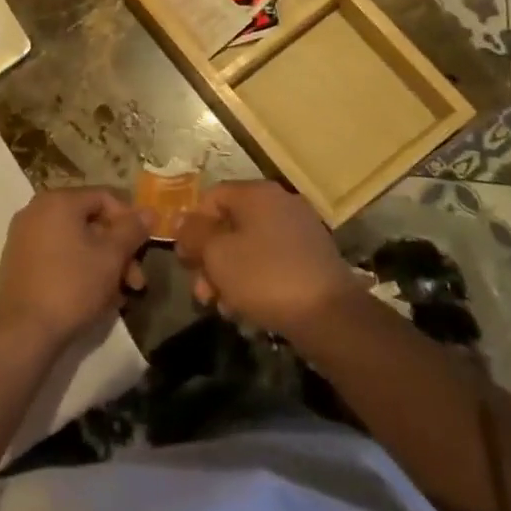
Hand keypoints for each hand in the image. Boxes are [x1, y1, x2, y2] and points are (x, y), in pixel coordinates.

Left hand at [0, 187, 149, 349]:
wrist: (22, 331)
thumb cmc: (72, 285)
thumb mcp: (111, 256)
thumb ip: (132, 230)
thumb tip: (149, 211)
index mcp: (58, 200)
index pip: (105, 198)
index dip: (130, 221)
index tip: (144, 249)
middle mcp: (37, 210)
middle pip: (90, 222)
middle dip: (118, 251)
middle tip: (136, 281)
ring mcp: (24, 236)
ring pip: (76, 242)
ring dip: (102, 264)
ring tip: (119, 297)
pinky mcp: (19, 261)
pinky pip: (58, 256)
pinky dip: (79, 270)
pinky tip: (95, 298)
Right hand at [174, 181, 356, 339]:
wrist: (330, 317)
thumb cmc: (265, 277)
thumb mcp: (217, 255)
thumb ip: (194, 234)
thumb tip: (180, 220)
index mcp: (257, 193)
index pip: (211, 197)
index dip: (192, 226)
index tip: (185, 259)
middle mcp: (280, 203)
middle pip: (230, 224)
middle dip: (210, 258)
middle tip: (201, 291)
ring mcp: (299, 231)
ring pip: (249, 247)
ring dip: (229, 274)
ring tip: (223, 307)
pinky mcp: (312, 258)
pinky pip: (271, 261)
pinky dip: (254, 280)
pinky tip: (246, 310)